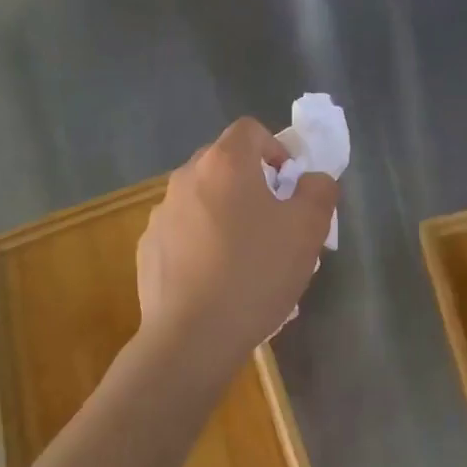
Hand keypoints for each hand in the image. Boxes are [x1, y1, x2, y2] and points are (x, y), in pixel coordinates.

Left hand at [136, 118, 337, 381]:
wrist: (192, 336)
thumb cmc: (255, 273)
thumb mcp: (308, 230)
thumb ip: (319, 191)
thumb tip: (313, 179)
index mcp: (225, 164)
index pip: (250, 130)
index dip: (276, 149)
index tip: (289, 186)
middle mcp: (186, 178)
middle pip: (225, 163)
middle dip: (253, 184)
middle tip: (274, 222)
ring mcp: (161, 214)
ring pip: (203, 199)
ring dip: (226, 214)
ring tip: (246, 258)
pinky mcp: (148, 248)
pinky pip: (184, 231)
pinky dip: (202, 242)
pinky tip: (216, 280)